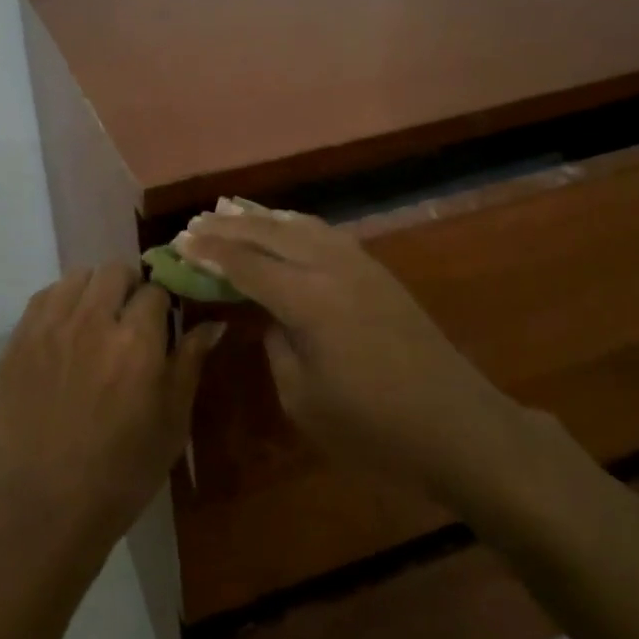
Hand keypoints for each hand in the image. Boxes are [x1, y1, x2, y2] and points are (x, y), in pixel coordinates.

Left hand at [0, 263, 223, 549]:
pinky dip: (61, 303)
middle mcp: (92, 320)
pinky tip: (65, 332)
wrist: (45, 508)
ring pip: (78, 277)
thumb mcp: (172, 421)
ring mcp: (50, 327)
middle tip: (129, 319)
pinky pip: (44, 298)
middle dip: (129, 288)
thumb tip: (213, 323)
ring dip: (93, 291)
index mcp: (137, 340)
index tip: (161, 323)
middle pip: (115, 271)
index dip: (162, 305)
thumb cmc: (122, 471)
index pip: (156, 290)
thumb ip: (190, 362)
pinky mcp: (18, 341)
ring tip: (95, 322)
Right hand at [177, 208, 520, 502]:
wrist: (459, 426)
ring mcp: (360, 265)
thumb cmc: (374, 429)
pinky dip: (294, 224)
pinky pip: (324, 233)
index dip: (210, 253)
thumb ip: (277, 345)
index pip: (247, 265)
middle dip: (229, 226)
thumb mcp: (304, 399)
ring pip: (300, 226)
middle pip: (270, 234)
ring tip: (230, 210)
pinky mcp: (377, 272)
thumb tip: (268, 314)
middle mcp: (332, 268)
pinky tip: (283, 226)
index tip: (179, 242)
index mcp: (309, 301)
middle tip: (195, 222)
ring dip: (262, 218)